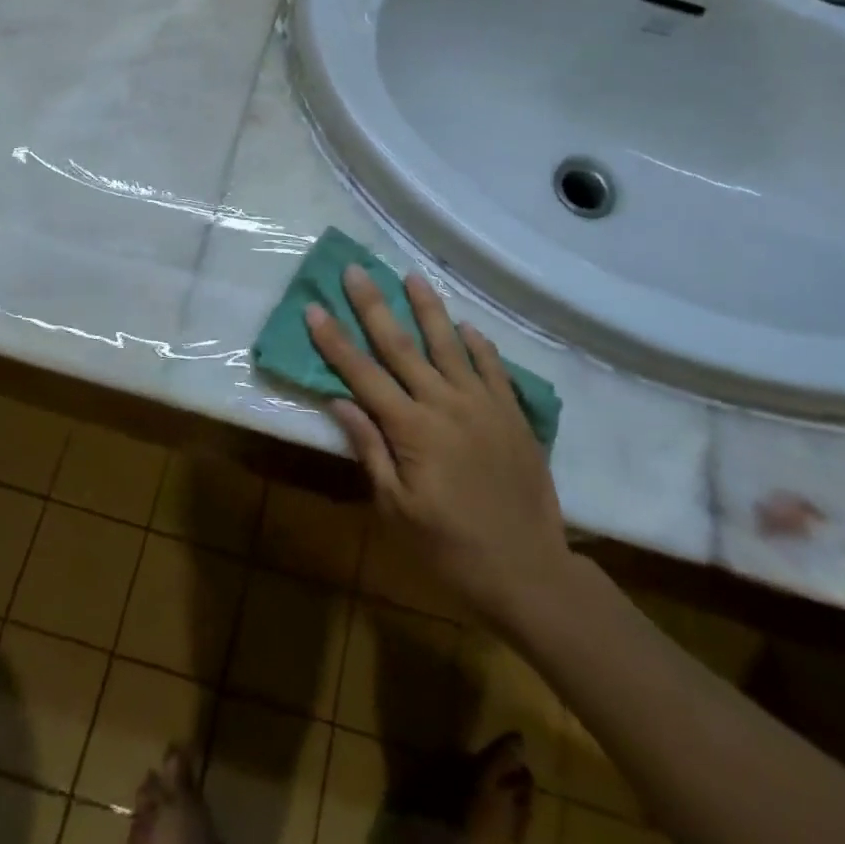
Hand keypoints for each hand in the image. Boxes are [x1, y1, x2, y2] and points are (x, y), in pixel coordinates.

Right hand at [308, 266, 571, 628]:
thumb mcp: (397, 511)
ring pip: (450, 344)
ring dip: (428, 308)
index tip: (315, 308)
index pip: (363, 374)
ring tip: (413, 276)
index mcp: (412, 430)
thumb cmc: (450, 550)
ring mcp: (483, 405)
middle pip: (402, 346)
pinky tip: (467, 327)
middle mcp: (445, 404)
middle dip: (375, 306)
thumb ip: (370, 450)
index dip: (335, 341)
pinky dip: (478, 344)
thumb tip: (339, 401)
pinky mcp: (513, 414)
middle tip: (357, 271)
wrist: (529, 574)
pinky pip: (493, 367)